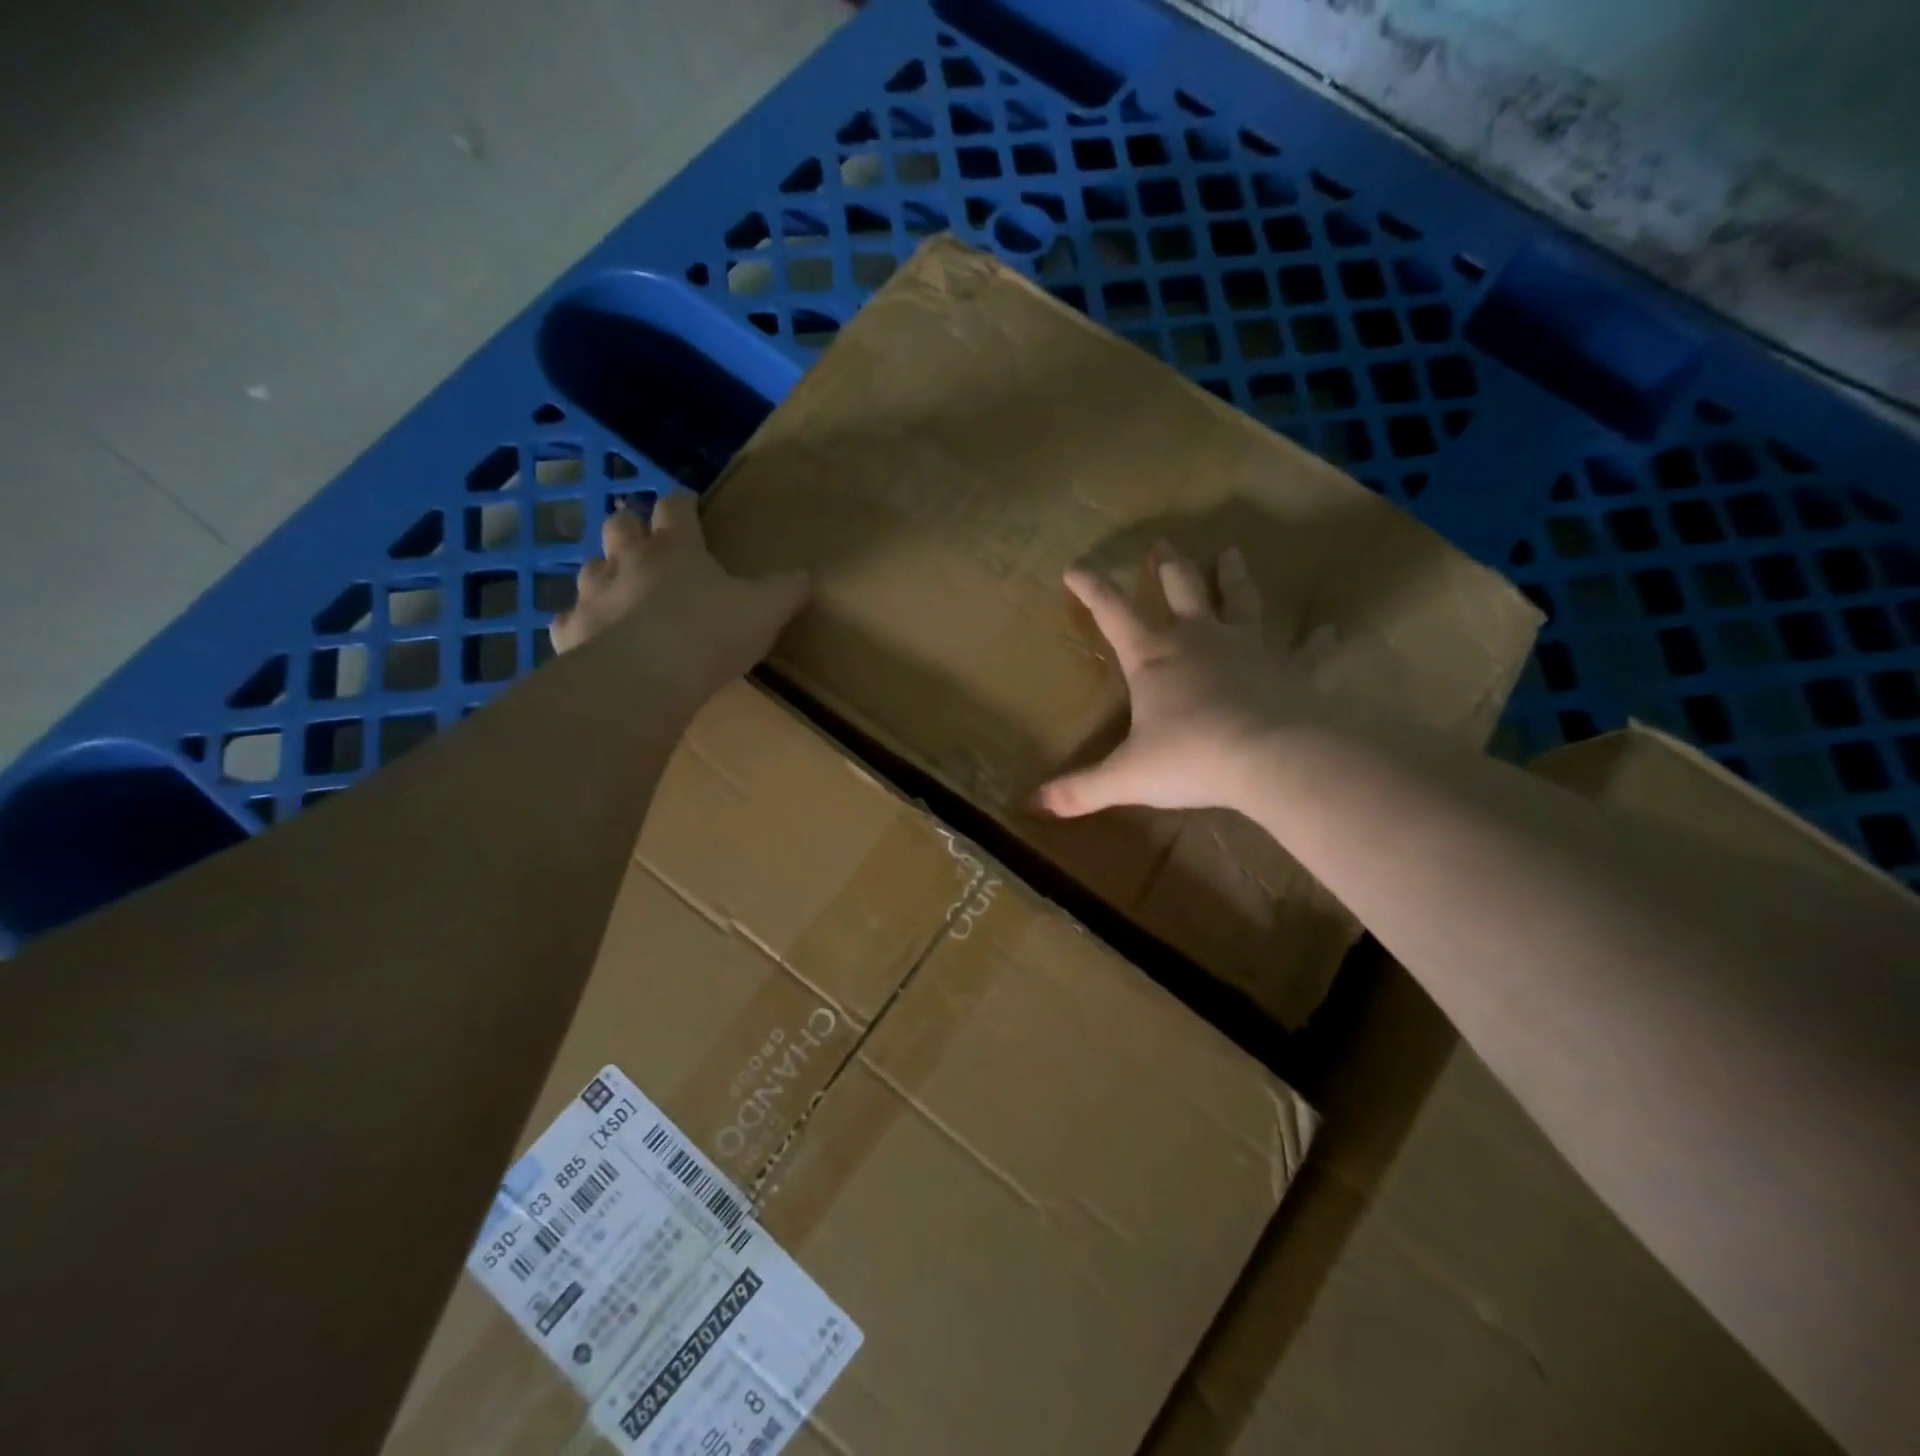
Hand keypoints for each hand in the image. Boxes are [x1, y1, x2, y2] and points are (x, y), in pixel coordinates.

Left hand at [550, 492, 808, 701]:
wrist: (645, 676)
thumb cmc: (710, 633)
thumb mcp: (765, 611)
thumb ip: (786, 591)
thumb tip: (806, 577)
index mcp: (676, 549)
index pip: (676, 507)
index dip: (682, 503)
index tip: (689, 505)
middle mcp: (628, 560)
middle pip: (620, 525)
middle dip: (631, 526)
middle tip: (645, 541)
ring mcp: (594, 593)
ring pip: (590, 568)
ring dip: (604, 573)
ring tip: (619, 590)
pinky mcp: (571, 630)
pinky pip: (570, 618)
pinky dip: (582, 623)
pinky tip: (592, 636)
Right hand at [1034, 540, 1325, 816]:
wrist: (1272, 757)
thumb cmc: (1191, 758)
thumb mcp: (1126, 777)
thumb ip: (1080, 789)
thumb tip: (1031, 805)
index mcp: (1153, 657)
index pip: (1112, 612)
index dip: (1091, 589)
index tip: (1074, 568)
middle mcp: (1199, 639)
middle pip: (1180, 588)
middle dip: (1167, 566)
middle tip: (1163, 544)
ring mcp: (1249, 647)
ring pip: (1239, 600)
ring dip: (1232, 576)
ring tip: (1231, 553)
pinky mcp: (1290, 667)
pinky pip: (1305, 649)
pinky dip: (1314, 641)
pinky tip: (1325, 631)